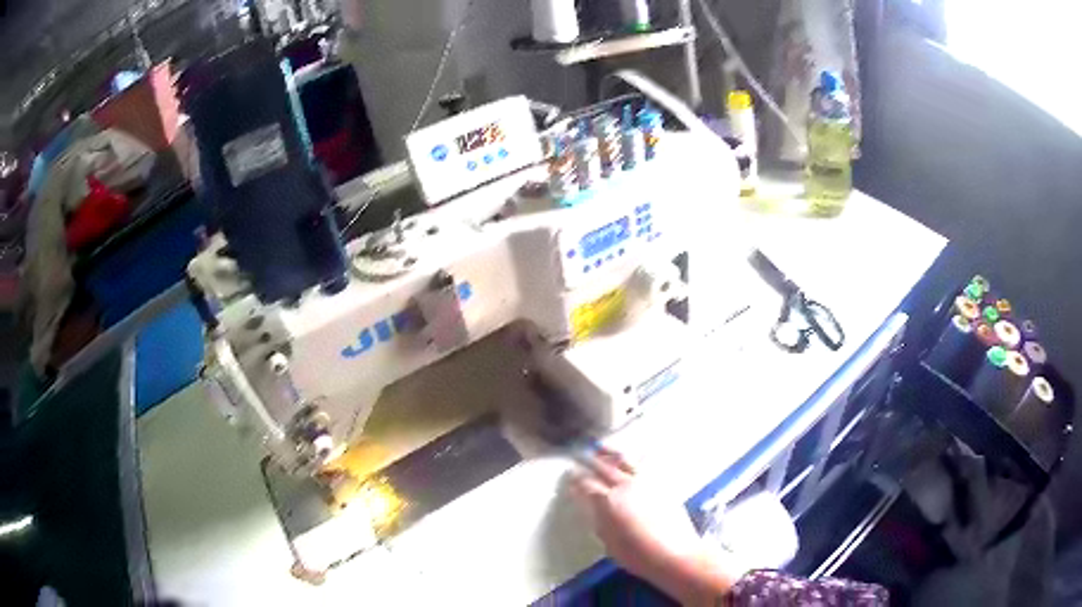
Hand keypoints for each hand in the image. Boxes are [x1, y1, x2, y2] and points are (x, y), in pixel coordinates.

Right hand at [569, 448, 736, 605]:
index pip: (586, 485)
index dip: (575, 480)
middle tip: (579, 456)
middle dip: (589, 461)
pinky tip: (633, 457)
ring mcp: (646, 482)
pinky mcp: (662, 484)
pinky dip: (635, 458)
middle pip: (604, 468)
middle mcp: (625, 486)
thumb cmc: (637, 554)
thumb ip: (600, 521)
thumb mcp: (609, 542)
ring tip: (602, 448)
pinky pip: (645, 464)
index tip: (569, 477)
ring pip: (625, 461)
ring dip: (610, 454)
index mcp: (608, 501)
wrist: (674, 553)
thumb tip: (595, 509)